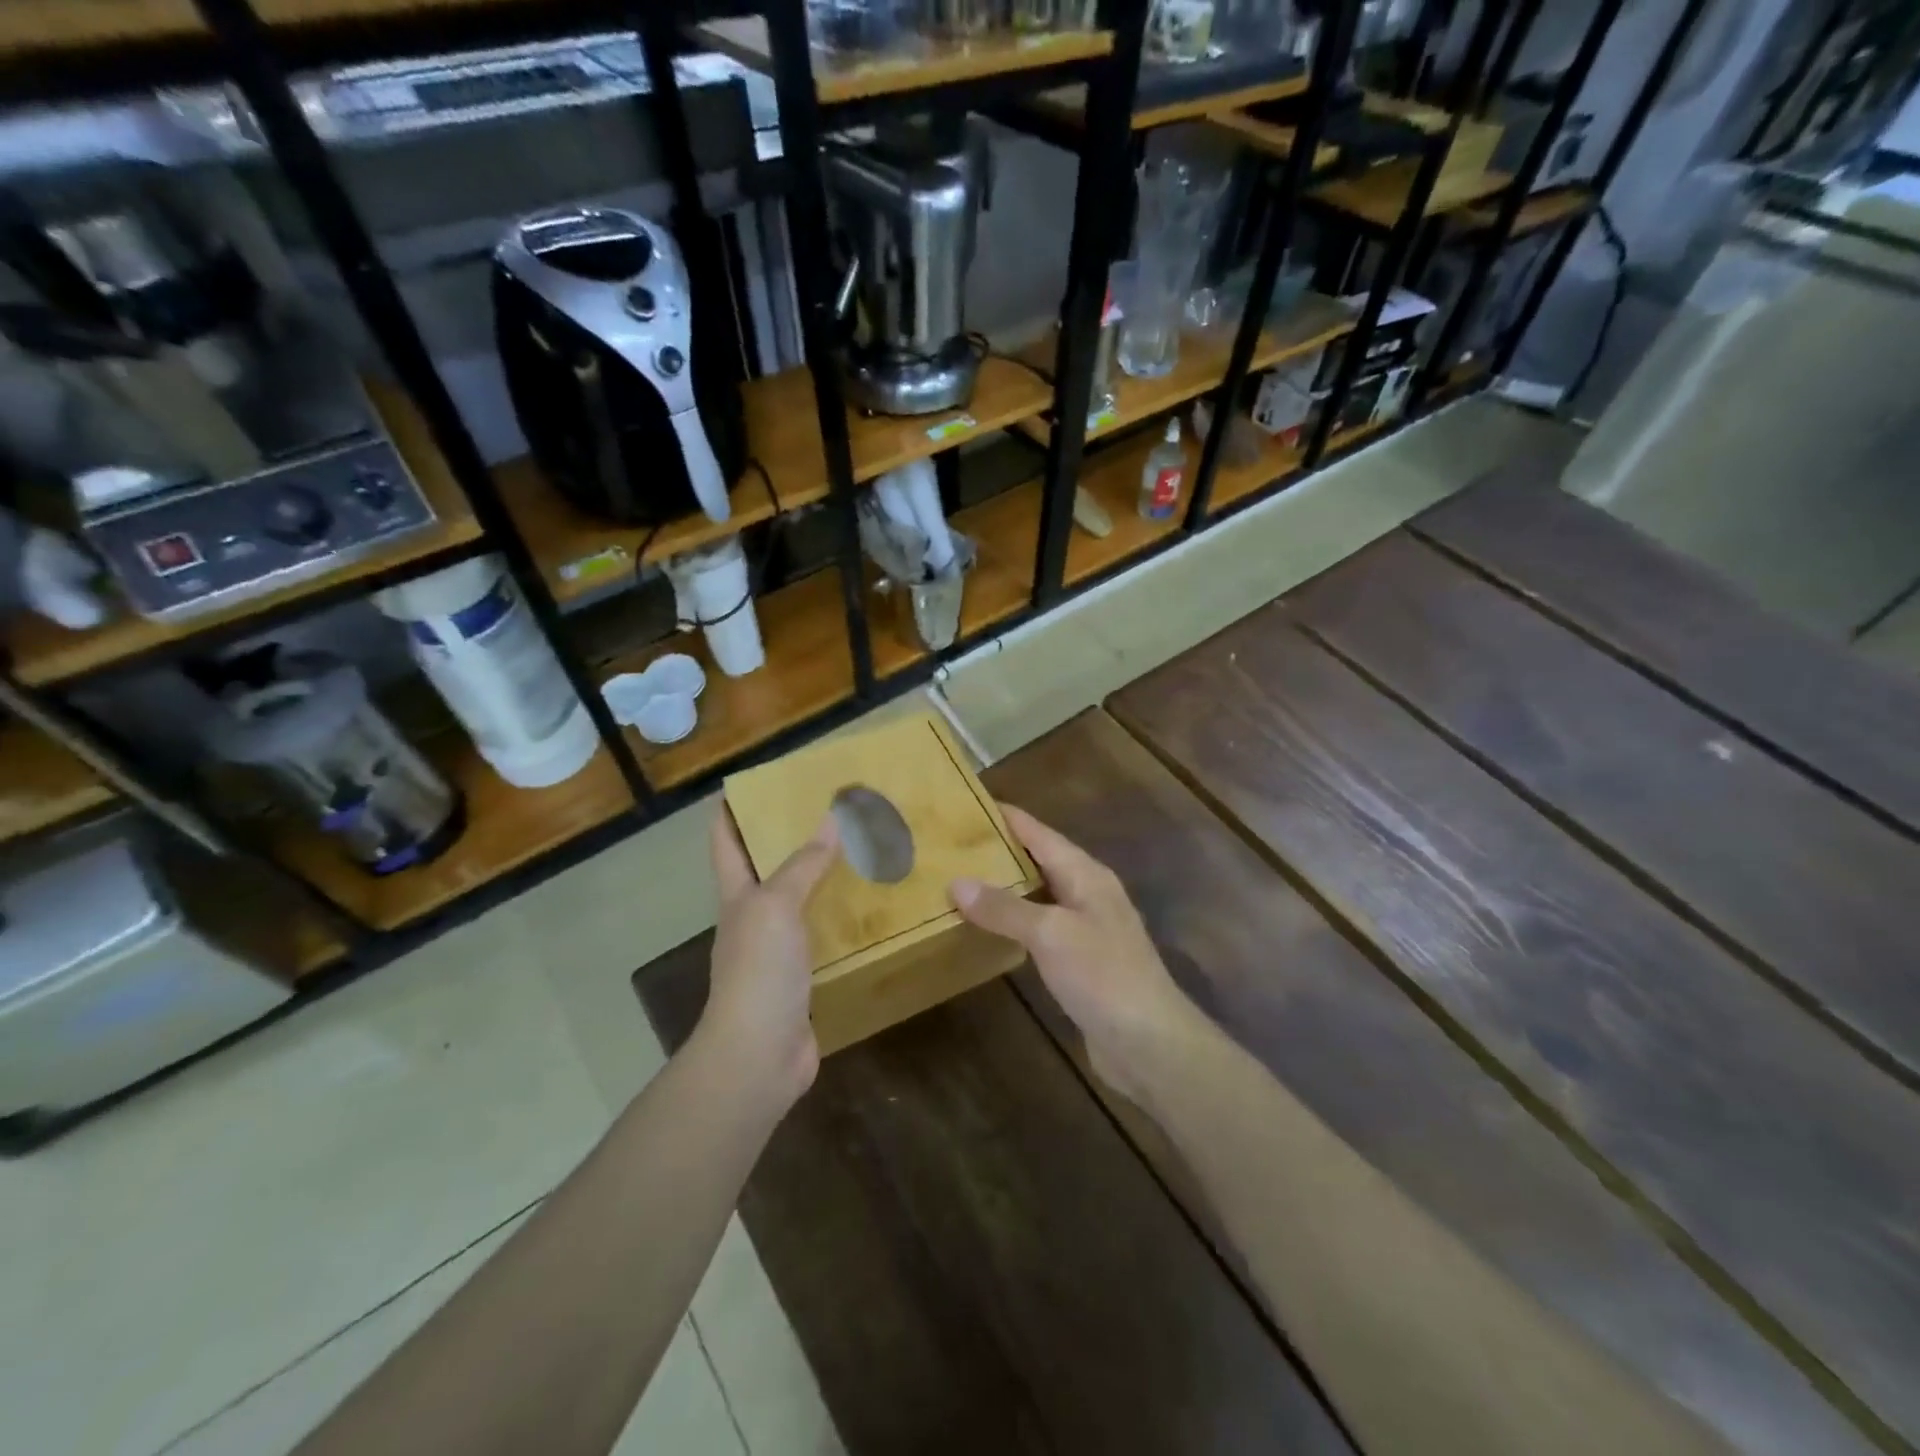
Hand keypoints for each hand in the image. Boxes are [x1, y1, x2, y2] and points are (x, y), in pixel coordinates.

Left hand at [703, 807, 839, 1109]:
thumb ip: (802, 865)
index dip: (728, 812)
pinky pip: (824, 938)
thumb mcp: (776, 906)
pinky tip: (869, 911)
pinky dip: (841, 921)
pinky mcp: (803, 979)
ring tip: (858, 852)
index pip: (725, 844)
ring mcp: (777, 953)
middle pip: (765, 871)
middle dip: (785, 840)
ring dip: (821, 881)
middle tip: (825, 810)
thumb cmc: (758, 970)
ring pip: (800, 904)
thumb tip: (829, 819)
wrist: (759, 1054)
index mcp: (737, 897)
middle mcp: (753, 920)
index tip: (746, 783)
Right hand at [951, 805, 1203, 1101]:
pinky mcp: (1082, 961)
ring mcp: (1088, 928)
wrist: (1149, 1042)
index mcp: (1086, 875)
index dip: (1008, 817)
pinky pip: (1042, 927)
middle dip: (1002, 850)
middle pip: (1041, 859)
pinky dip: (1016, 921)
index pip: (1040, 833)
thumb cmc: (1103, 975)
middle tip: (955, 844)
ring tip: (964, 880)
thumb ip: (1004, 907)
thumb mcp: (1050, 934)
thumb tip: (956, 882)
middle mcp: (1089, 893)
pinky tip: (992, 928)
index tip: (969, 804)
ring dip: (1007, 886)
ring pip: (1041, 894)